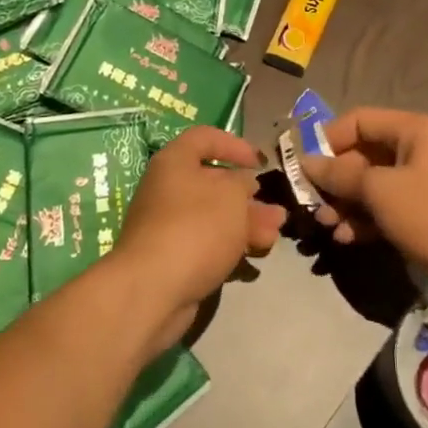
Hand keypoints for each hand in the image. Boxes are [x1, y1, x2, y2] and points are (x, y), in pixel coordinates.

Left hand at [111, 126, 286, 352]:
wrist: (153, 289)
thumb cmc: (195, 227)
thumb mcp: (231, 195)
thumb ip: (244, 183)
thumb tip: (244, 183)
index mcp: (175, 162)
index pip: (204, 138)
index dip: (234, 145)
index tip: (259, 162)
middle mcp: (168, 189)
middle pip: (213, 182)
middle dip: (247, 196)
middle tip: (274, 210)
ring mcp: (169, 225)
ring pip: (214, 216)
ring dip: (246, 223)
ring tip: (274, 235)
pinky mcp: (174, 257)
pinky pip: (207, 242)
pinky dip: (231, 245)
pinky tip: (254, 255)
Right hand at [300, 109, 427, 285]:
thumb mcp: (380, 189)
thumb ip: (341, 175)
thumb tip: (307, 162)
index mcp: (411, 130)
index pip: (358, 121)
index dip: (328, 140)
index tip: (304, 166)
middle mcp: (417, 151)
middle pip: (364, 156)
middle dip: (335, 180)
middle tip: (312, 204)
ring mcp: (423, 186)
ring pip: (373, 187)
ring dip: (347, 205)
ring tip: (327, 226)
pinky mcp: (426, 217)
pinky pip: (387, 211)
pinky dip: (366, 222)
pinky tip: (346, 239)